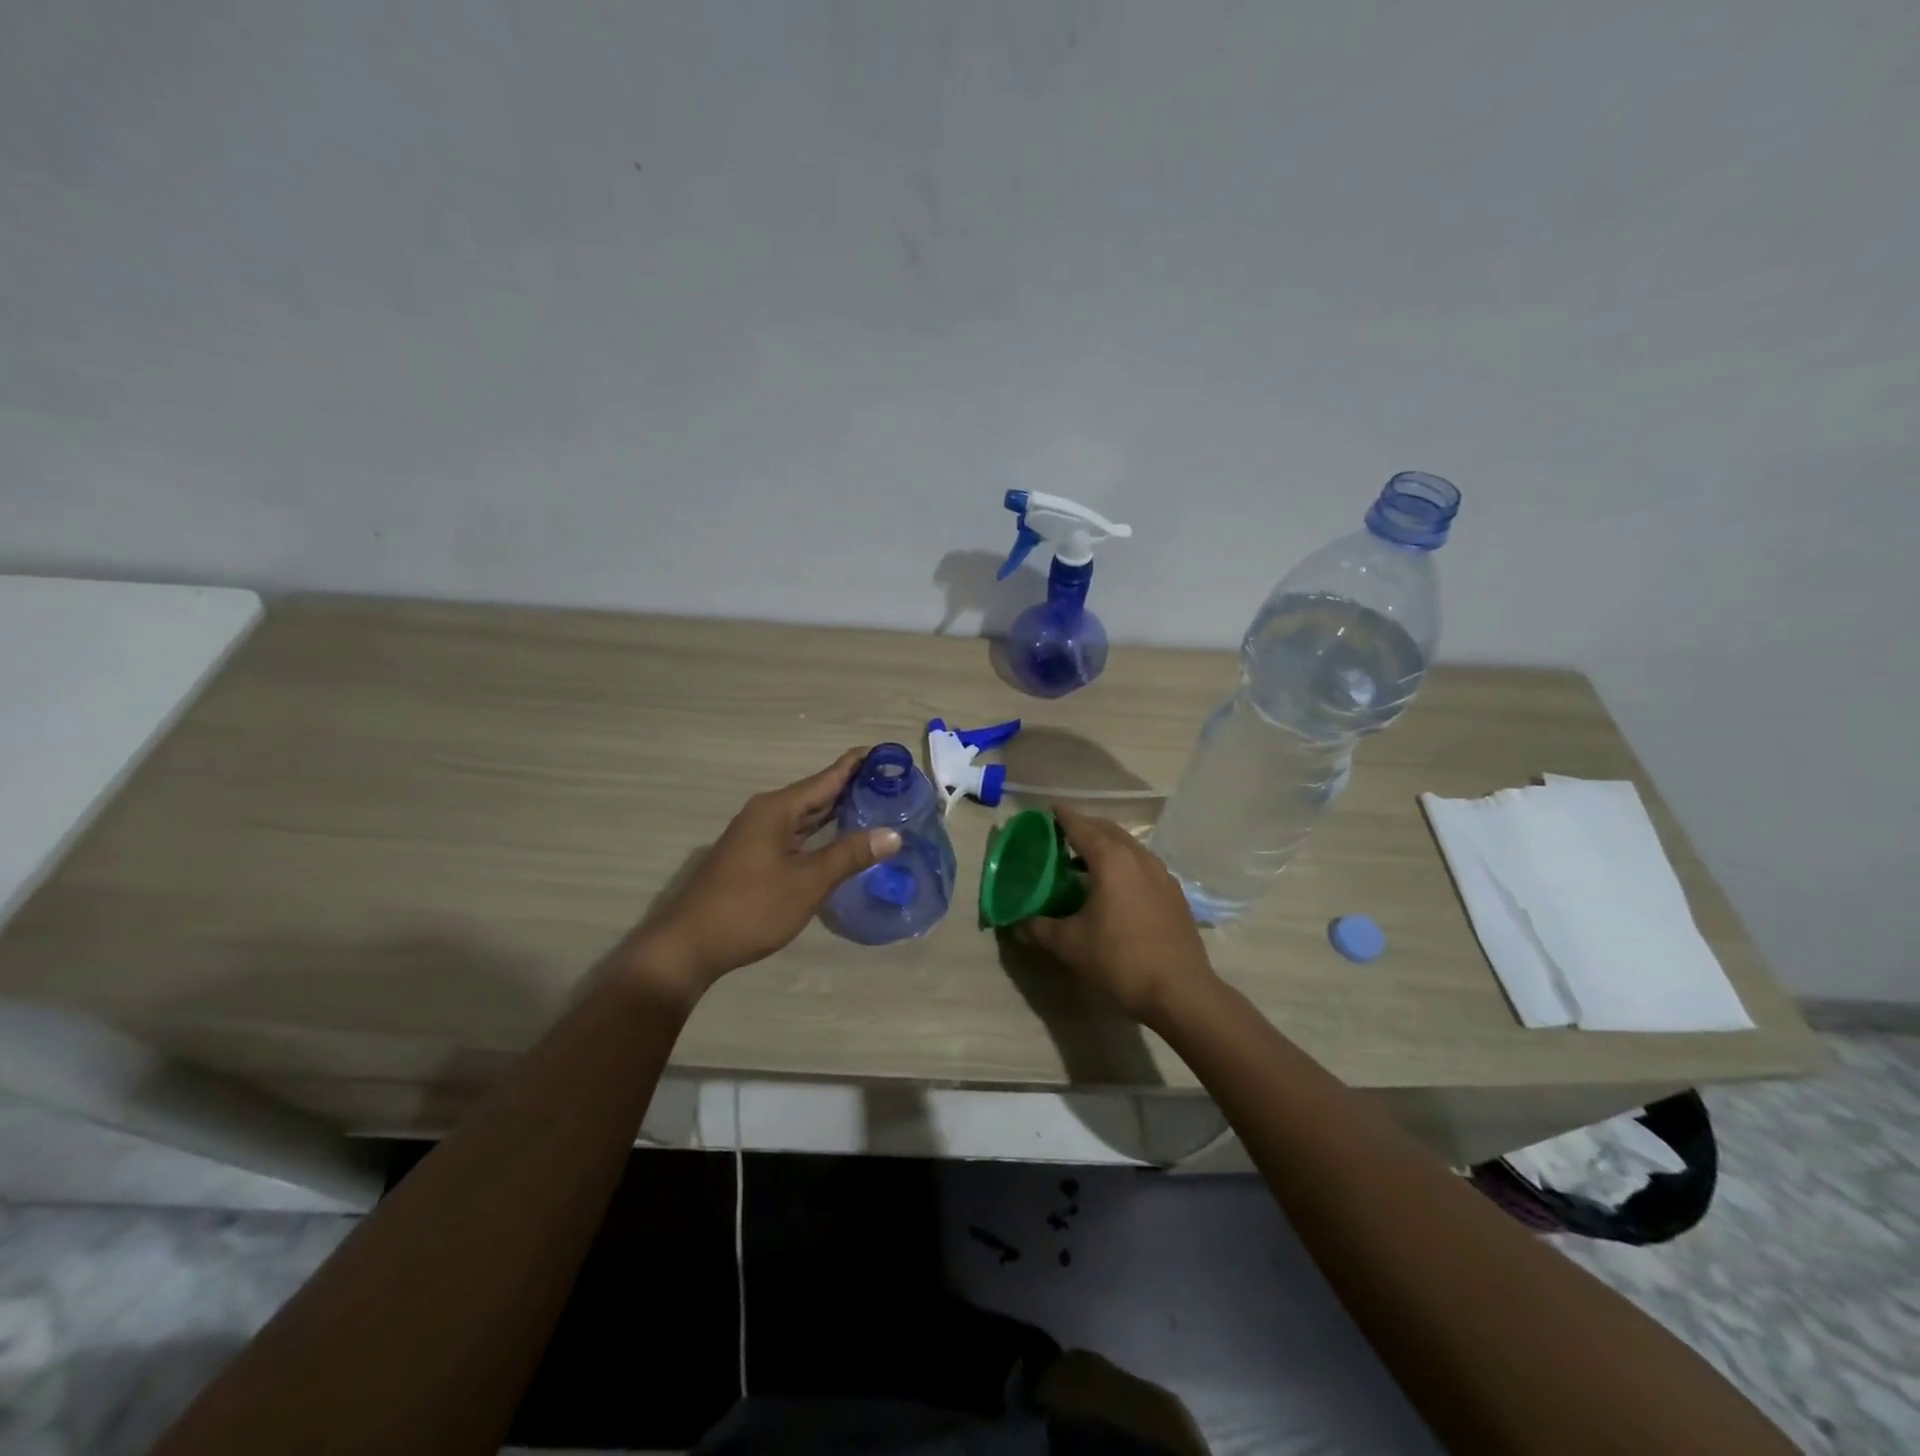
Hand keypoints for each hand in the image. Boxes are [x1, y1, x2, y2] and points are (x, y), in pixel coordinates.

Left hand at [621, 748, 900, 998]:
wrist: (690, 945)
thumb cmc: (751, 908)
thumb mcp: (807, 883)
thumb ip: (850, 855)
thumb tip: (893, 834)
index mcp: (777, 809)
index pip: (827, 777)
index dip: (858, 765)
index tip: (889, 754)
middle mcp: (767, 813)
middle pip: (817, 793)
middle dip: (853, 788)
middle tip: (894, 783)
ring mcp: (758, 835)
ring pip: (807, 816)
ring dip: (838, 811)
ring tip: (877, 805)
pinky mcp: (755, 856)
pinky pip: (797, 834)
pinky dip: (821, 833)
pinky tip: (842, 839)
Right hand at [1017, 804, 1216, 1024]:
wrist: (1180, 990)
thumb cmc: (1119, 960)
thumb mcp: (1070, 945)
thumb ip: (1039, 927)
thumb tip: (1017, 922)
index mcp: (1111, 860)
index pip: (1081, 827)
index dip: (1063, 817)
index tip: (1049, 810)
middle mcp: (1138, 857)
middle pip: (1107, 830)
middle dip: (1085, 827)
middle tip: (1062, 834)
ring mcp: (1161, 873)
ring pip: (1129, 846)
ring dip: (1106, 845)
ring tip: (1085, 859)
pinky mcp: (1174, 892)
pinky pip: (1143, 864)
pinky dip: (1124, 862)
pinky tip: (1115, 885)